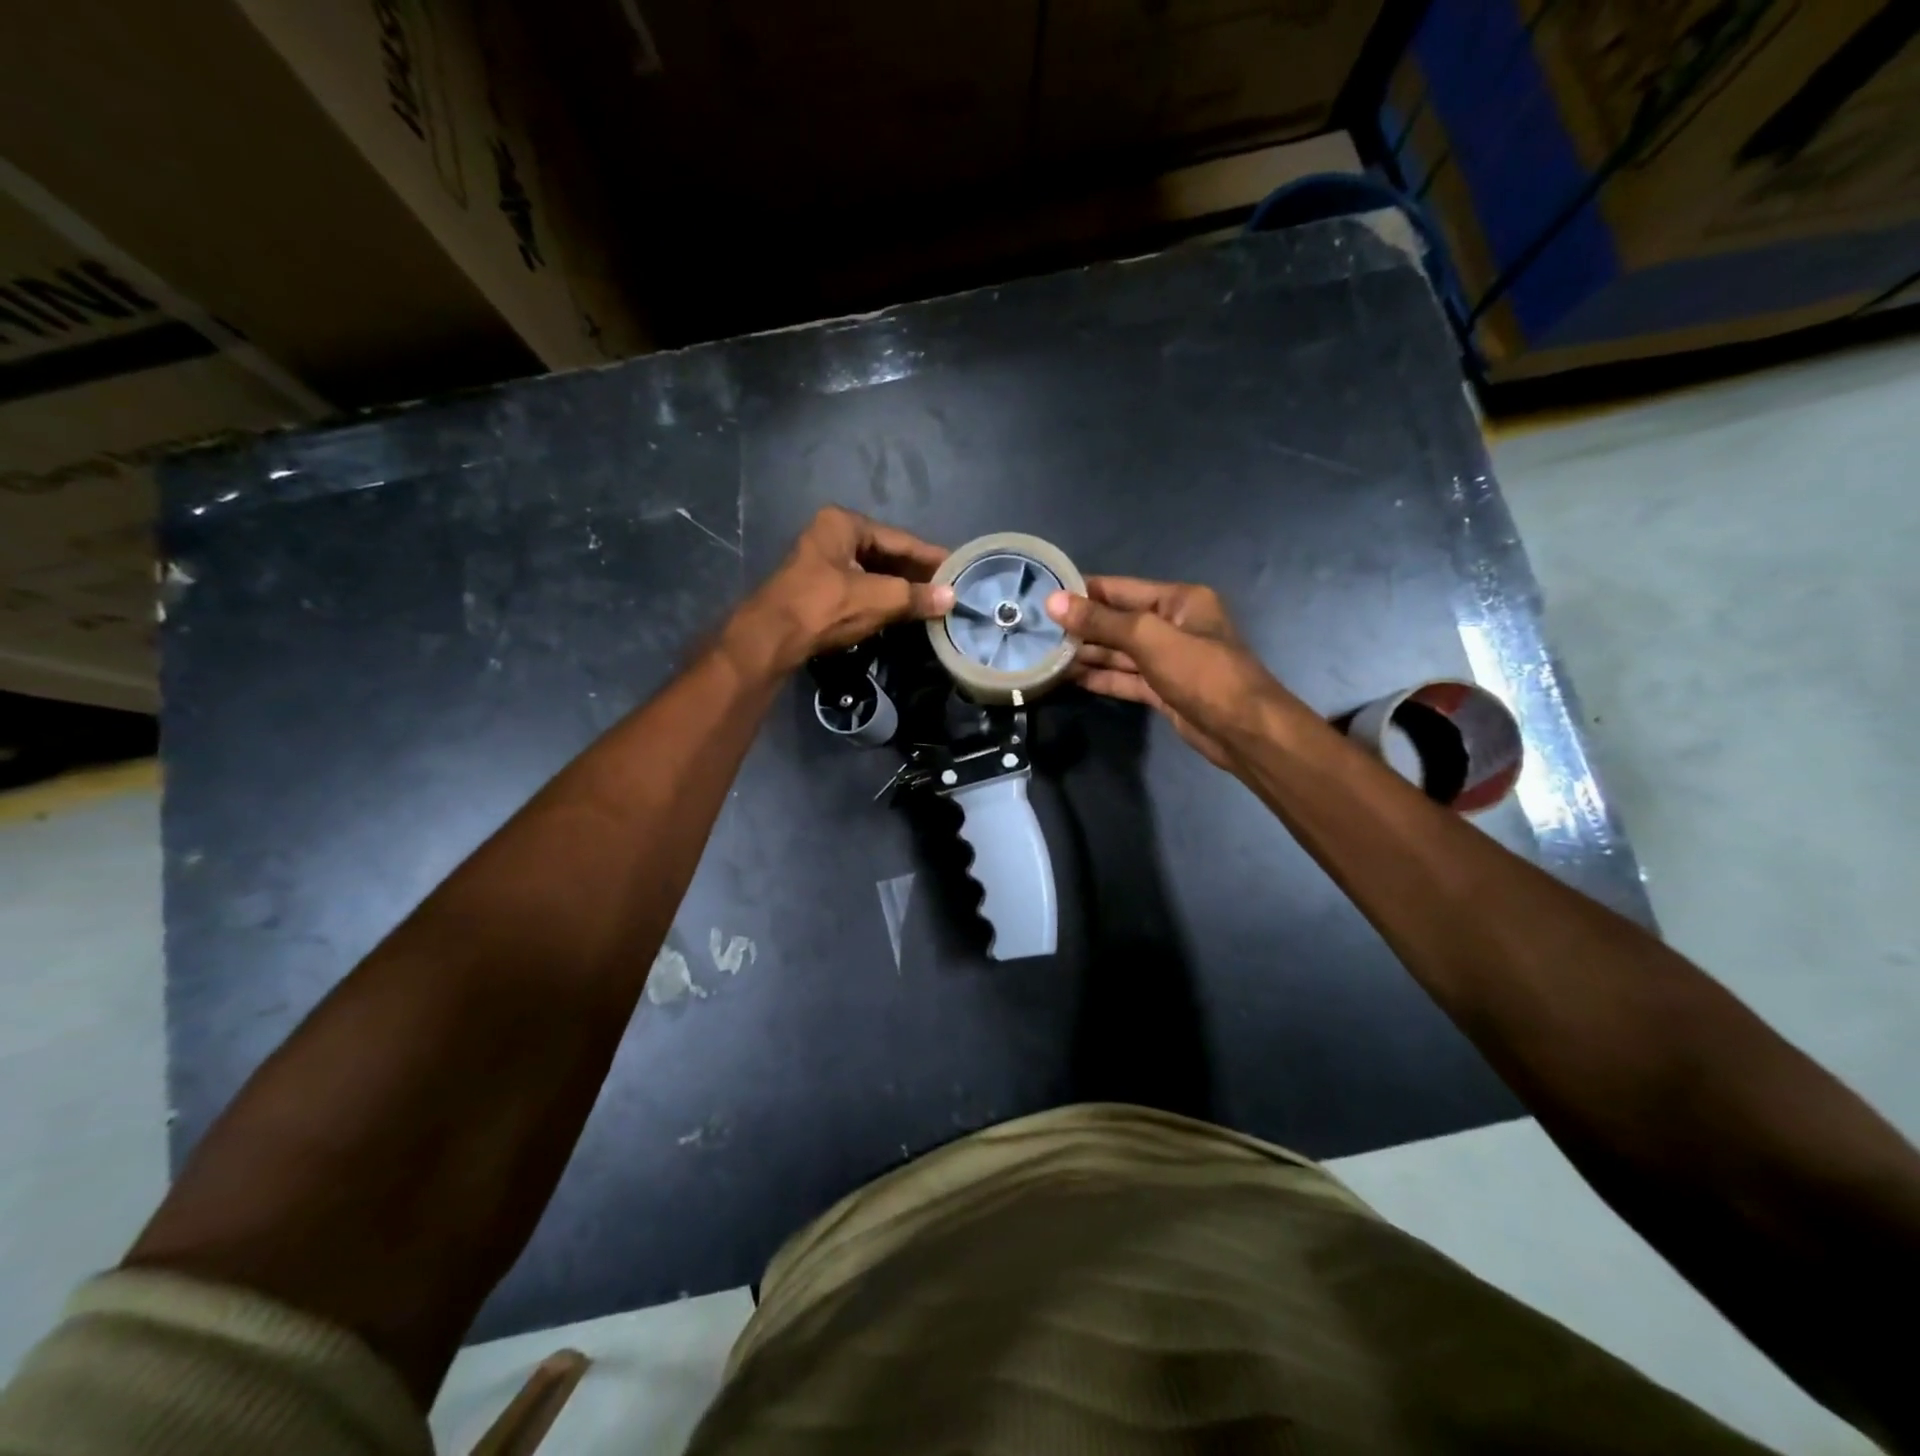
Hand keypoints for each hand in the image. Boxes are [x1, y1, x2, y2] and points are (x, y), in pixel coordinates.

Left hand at [730, 507, 952, 674]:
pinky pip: (860, 588)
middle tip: (949, 588)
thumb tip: (952, 597)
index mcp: (844, 523)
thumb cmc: (825, 608)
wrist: (772, 638)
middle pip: (885, 554)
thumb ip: (916, 596)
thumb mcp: (878, 599)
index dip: (931, 556)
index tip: (958, 568)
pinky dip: (882, 598)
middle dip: (916, 573)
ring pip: (873, 572)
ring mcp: (822, 562)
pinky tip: (902, 611)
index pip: (899, 539)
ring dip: (900, 588)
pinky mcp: (818, 588)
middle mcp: (832, 535)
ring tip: (932, 601)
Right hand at [1045, 576, 1293, 770]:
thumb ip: (1101, 621)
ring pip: (1118, 652)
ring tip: (1044, 654)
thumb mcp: (1149, 638)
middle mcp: (1173, 625)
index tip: (1043, 594)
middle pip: (1117, 621)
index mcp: (1178, 601)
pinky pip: (1124, 678)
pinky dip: (1099, 678)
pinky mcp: (1162, 690)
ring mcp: (1167, 660)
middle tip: (1035, 629)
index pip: (1120, 589)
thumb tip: (1054, 602)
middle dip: (1080, 626)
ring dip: (1086, 654)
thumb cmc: (1202, 673)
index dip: (1082, 592)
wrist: (1243, 730)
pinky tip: (1068, 678)